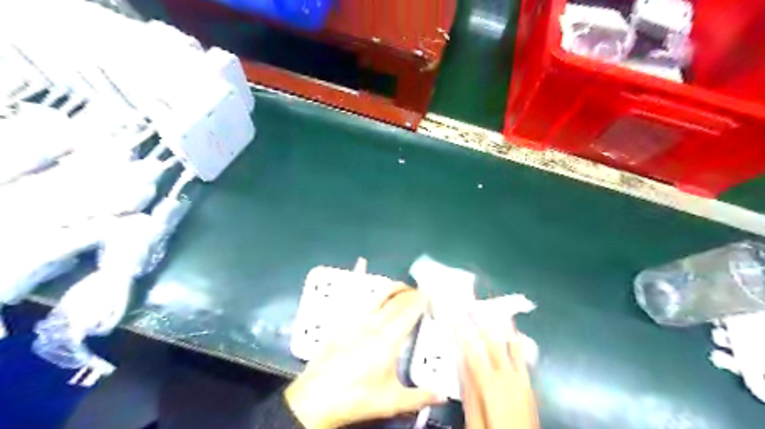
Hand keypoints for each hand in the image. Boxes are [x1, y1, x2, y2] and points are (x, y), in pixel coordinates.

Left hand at [285, 285, 442, 428]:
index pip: (410, 309)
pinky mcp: (341, 319)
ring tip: (404, 287)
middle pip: (396, 299)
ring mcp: (355, 317)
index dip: (422, 299)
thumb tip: (443, 395)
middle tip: (422, 293)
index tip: (433, 294)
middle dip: (412, 292)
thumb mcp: (392, 401)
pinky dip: (359, 276)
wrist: (316, 398)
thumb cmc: (357, 398)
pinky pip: (354, 293)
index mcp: (388, 337)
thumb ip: (420, 396)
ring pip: (379, 293)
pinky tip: (361, 263)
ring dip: (394, 287)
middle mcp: (373, 321)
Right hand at [456, 309, 539, 428]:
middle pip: (492, 344)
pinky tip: (514, 331)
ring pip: (509, 345)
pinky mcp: (528, 383)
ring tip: (493, 307)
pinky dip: (516, 340)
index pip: (473, 352)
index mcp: (490, 385)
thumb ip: (468, 389)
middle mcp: (508, 378)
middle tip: (471, 304)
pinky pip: (522, 356)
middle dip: (480, 322)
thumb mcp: (474, 419)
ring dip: (500, 325)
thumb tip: (459, 363)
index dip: (462, 332)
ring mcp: (521, 379)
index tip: (454, 316)